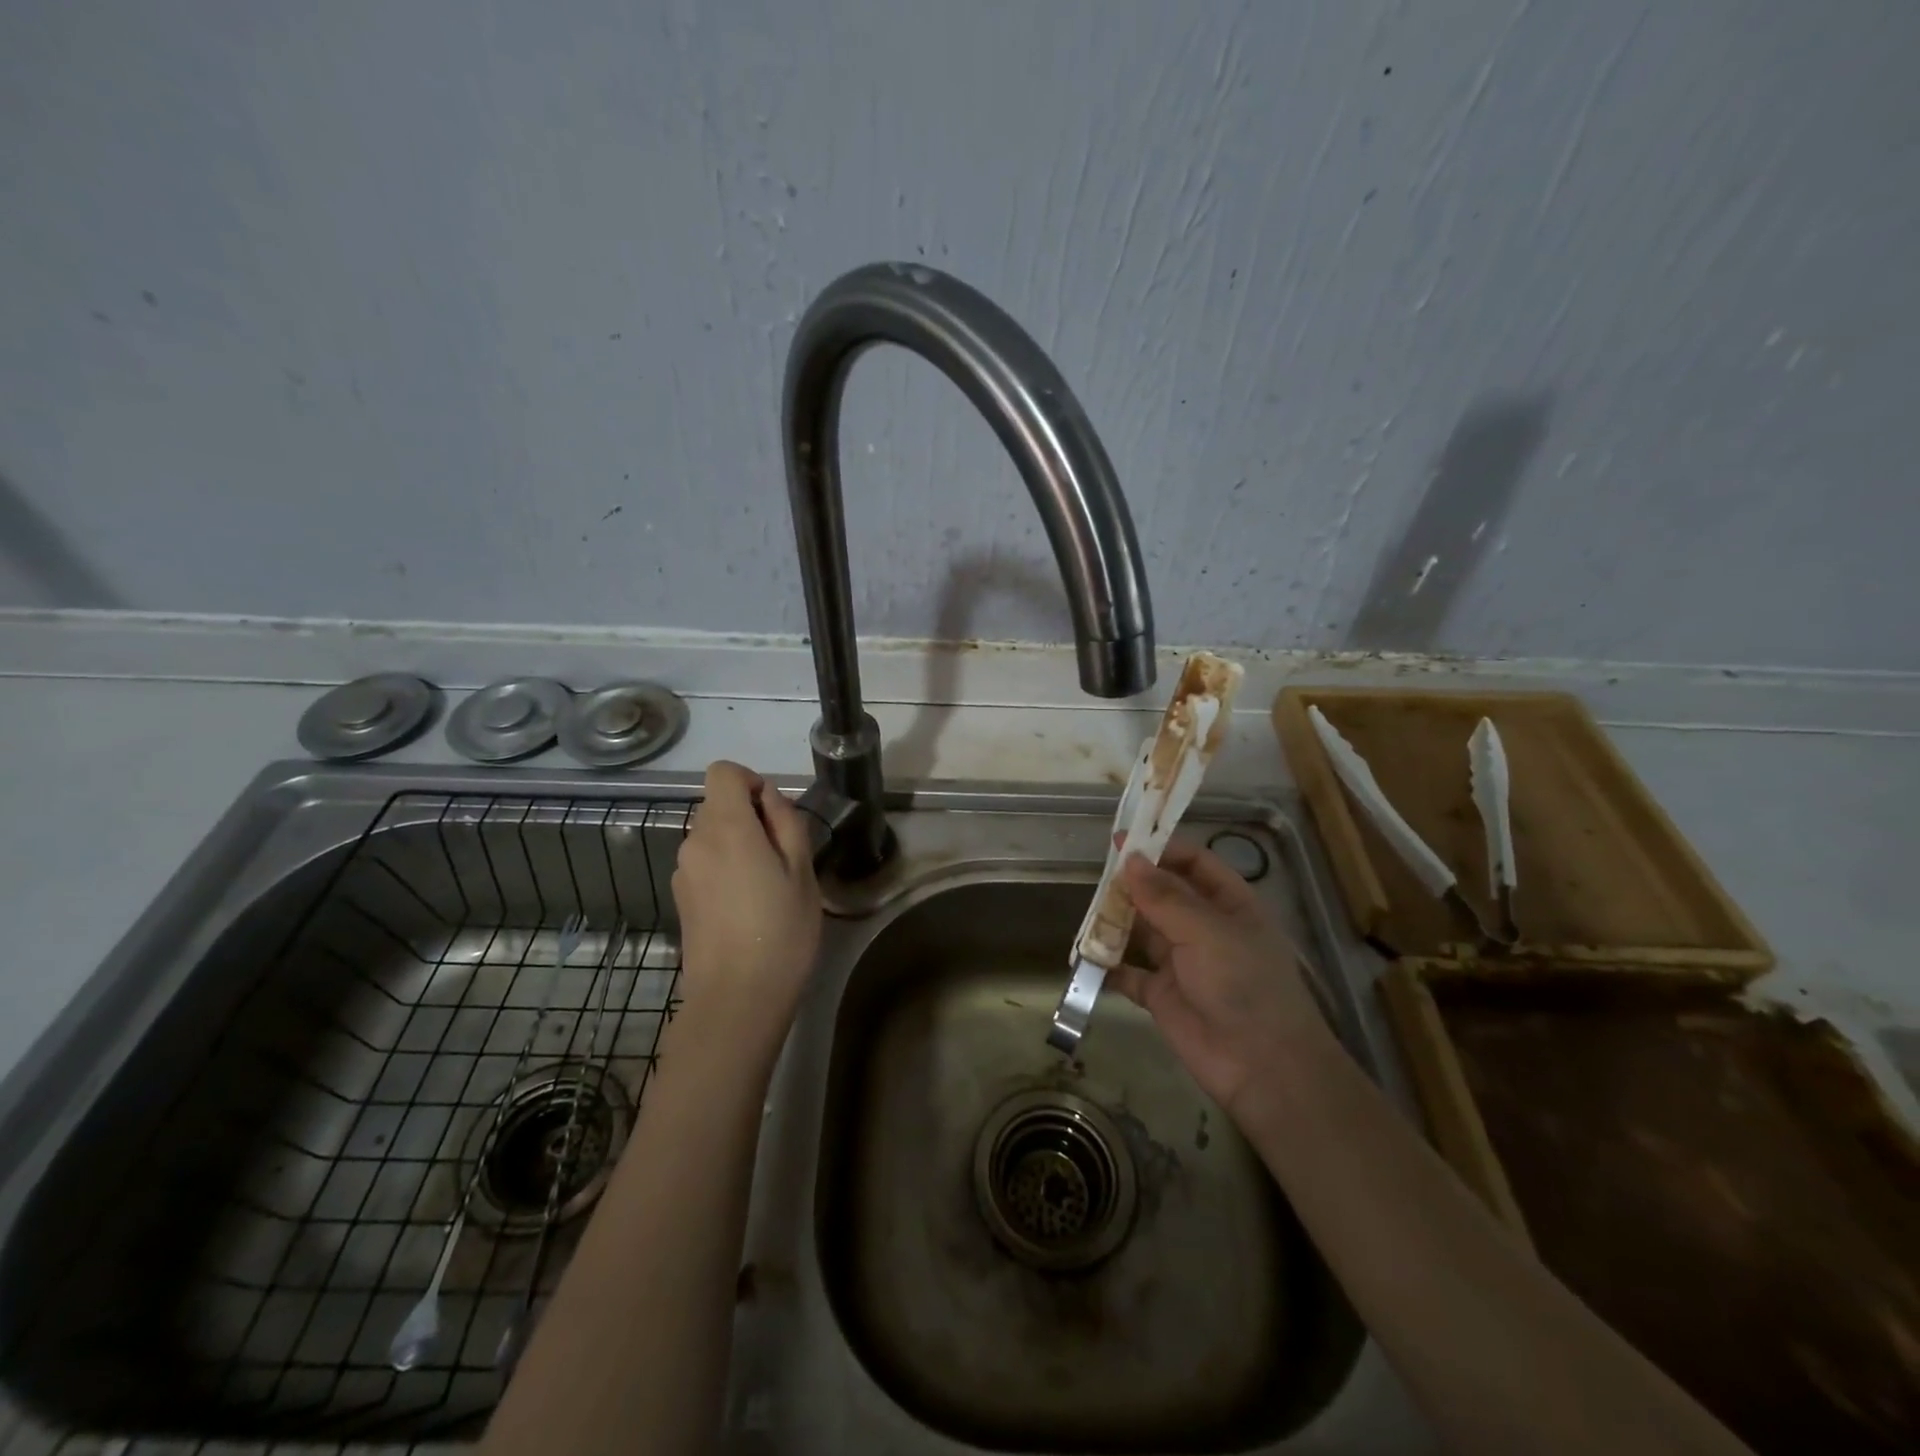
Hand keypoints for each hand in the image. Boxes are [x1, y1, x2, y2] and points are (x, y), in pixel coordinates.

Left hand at [672, 761, 822, 1047]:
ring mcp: (683, 871)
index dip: (750, 781)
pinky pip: (704, 862)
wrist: (736, 999)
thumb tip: (768, 799)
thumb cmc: (781, 932)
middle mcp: (695, 841)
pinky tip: (746, 906)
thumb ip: (786, 822)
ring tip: (767, 885)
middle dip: (749, 816)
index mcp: (727, 828)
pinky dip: (725, 867)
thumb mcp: (802, 872)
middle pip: (717, 804)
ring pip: (711, 835)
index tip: (774, 814)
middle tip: (782, 856)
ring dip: (738, 843)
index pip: (723, 772)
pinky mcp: (681, 897)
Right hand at [1108, 840, 1335, 1118]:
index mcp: (1229, 905)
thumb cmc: (1243, 984)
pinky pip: (1128, 972)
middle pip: (1163, 894)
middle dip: (1133, 885)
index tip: (1123, 840)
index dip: (1160, 848)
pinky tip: (1085, 955)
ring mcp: (1181, 962)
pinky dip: (1107, 964)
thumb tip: (1129, 859)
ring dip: (1116, 922)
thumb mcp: (1206, 932)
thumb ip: (1165, 896)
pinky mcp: (1161, 994)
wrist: (1260, 1066)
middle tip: (1098, 876)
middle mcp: (1204, 928)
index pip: (1194, 863)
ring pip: (1141, 930)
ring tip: (1087, 913)